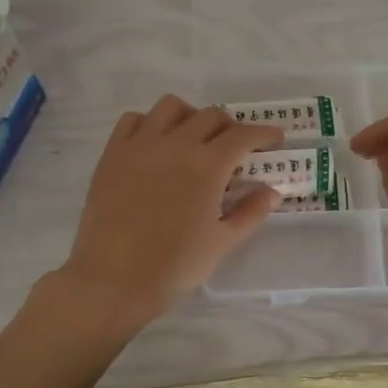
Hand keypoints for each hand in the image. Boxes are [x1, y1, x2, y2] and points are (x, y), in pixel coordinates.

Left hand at [56, 95, 282, 326]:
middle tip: (235, 146)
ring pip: (171, 107)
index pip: (243, 135)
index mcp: (207, 166)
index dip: (263, 133)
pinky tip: (156, 144)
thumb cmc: (174, 266)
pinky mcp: (112, 154)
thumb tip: (272, 192)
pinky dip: (150, 123)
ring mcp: (140, 145)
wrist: (113, 280)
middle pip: (210, 116)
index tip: (275, 138)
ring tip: (194, 138)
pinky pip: (133, 120)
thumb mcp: (222, 243)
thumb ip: (250, 213)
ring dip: (191, 116)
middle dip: (230, 126)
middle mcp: (175, 145)